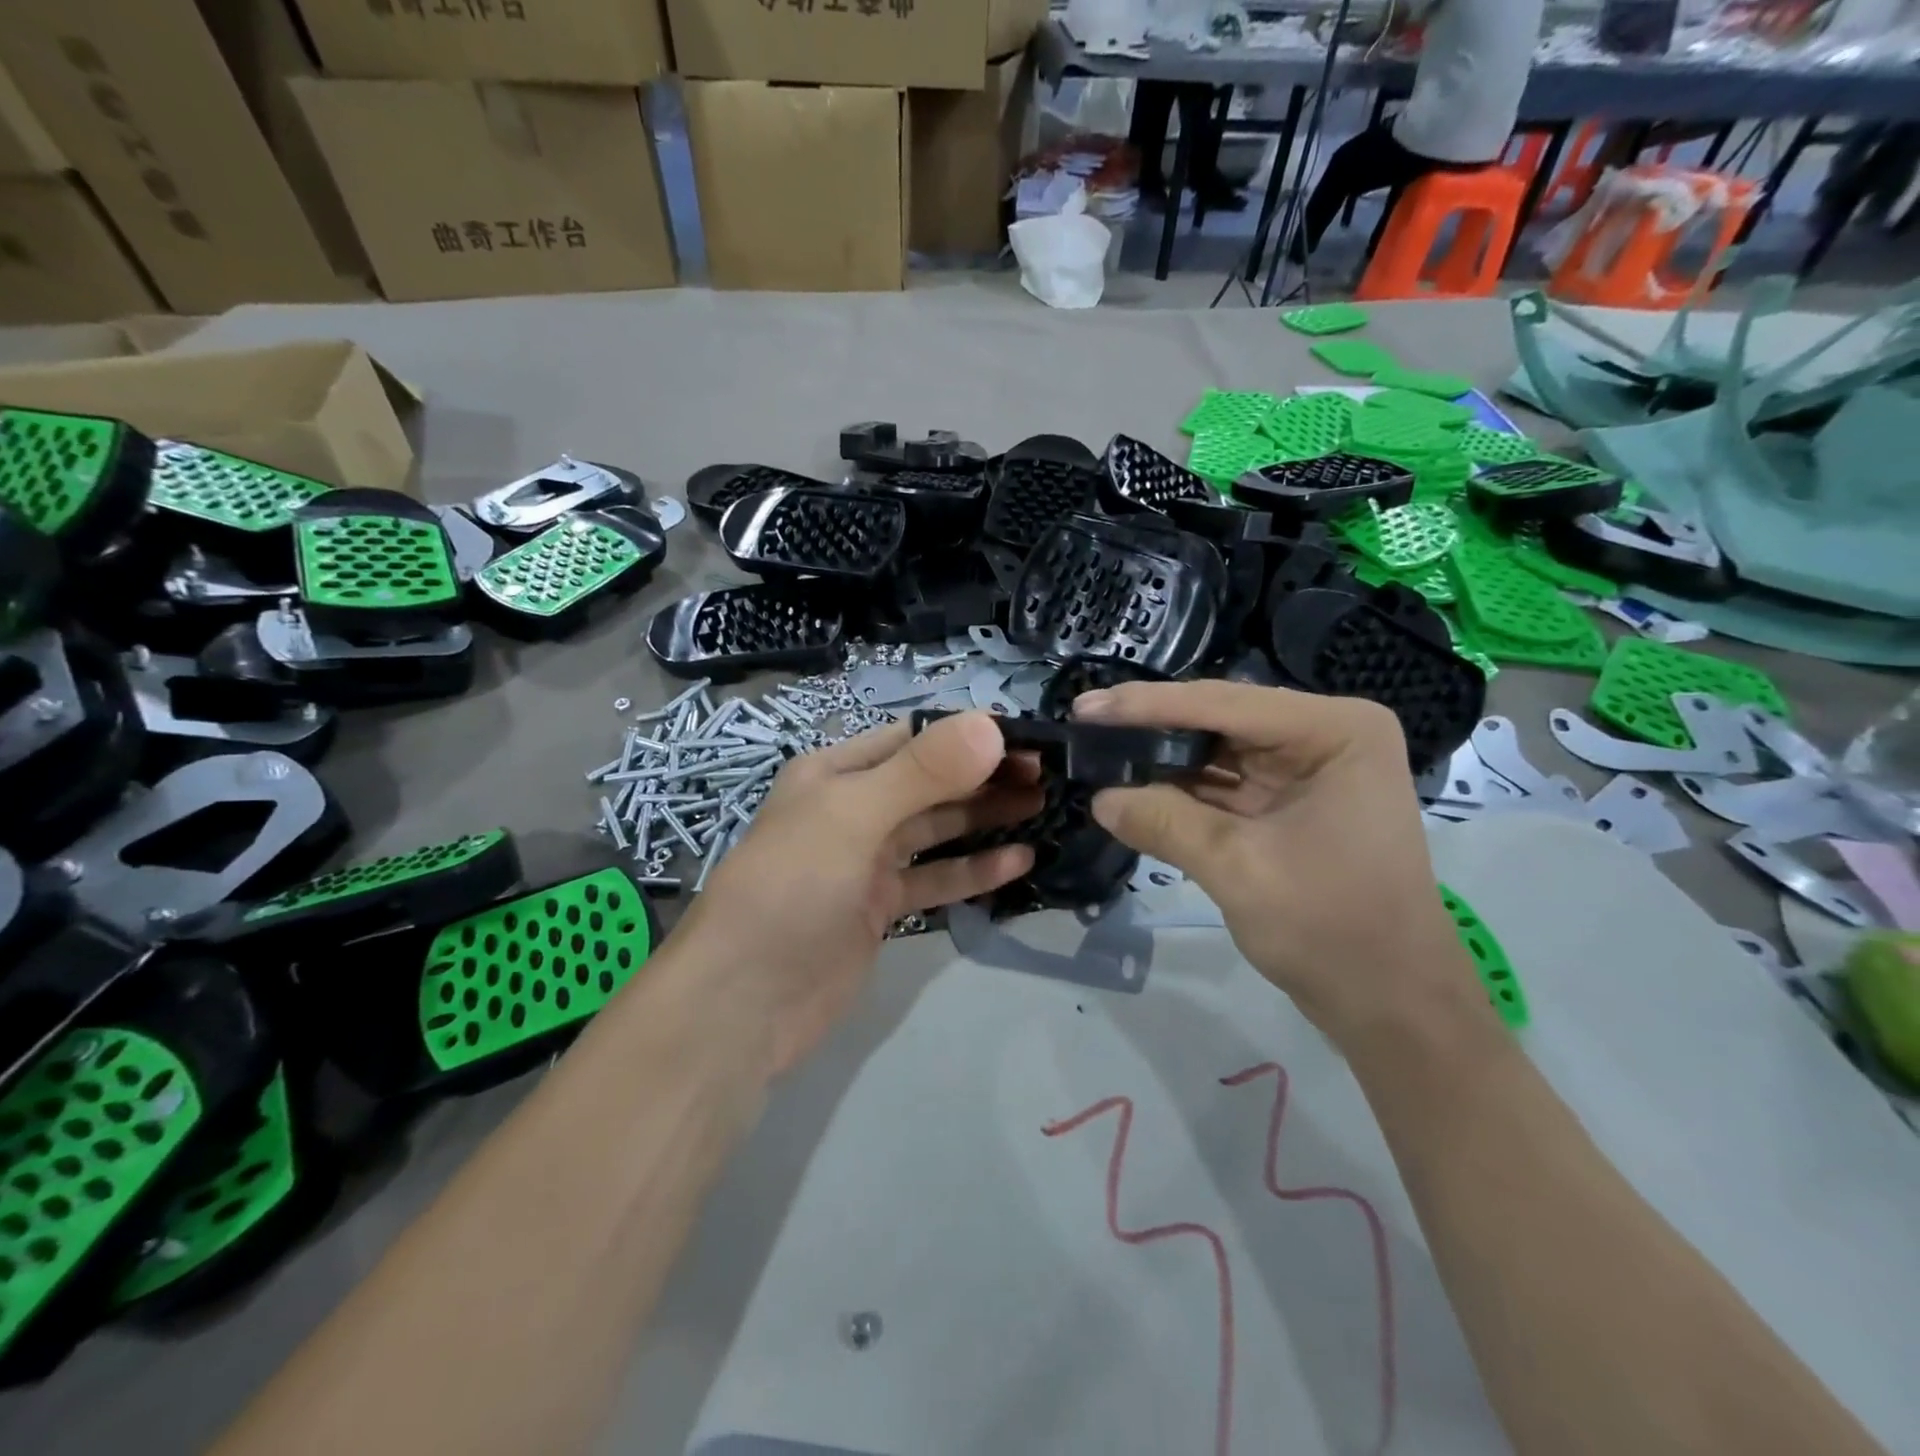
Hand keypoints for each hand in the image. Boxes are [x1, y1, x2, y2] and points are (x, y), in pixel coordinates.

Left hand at [674, 712, 1039, 1076]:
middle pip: (931, 783)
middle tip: (1048, 776)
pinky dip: (973, 870)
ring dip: (985, 819)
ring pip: (937, 829)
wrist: (743, 1002)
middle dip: (985, 776)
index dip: (970, 735)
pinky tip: (1018, 862)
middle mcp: (852, 808)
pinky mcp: (880, 908)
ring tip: (1043, 808)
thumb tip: (991, 725)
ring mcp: (866, 860)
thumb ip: (922, 773)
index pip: (914, 737)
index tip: (1029, 740)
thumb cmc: (790, 889)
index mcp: (835, 772)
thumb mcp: (852, 817)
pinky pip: (934, 878)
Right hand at [1074, 680, 1479, 1040]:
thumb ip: (1165, 823)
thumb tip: (1099, 798)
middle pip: (1219, 720)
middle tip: (1083, 726)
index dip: (1147, 706)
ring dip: (1161, 758)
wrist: (1392, 1005)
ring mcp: (1308, 770)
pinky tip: (1133, 786)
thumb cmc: (1333, 930)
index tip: (1084, 708)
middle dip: (1151, 729)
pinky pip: (1223, 784)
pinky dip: (1180, 789)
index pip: (1224, 704)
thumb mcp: (1239, 869)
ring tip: (1096, 752)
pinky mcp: (1289, 803)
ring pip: (1216, 750)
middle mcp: (1324, 736)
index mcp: (1335, 730)